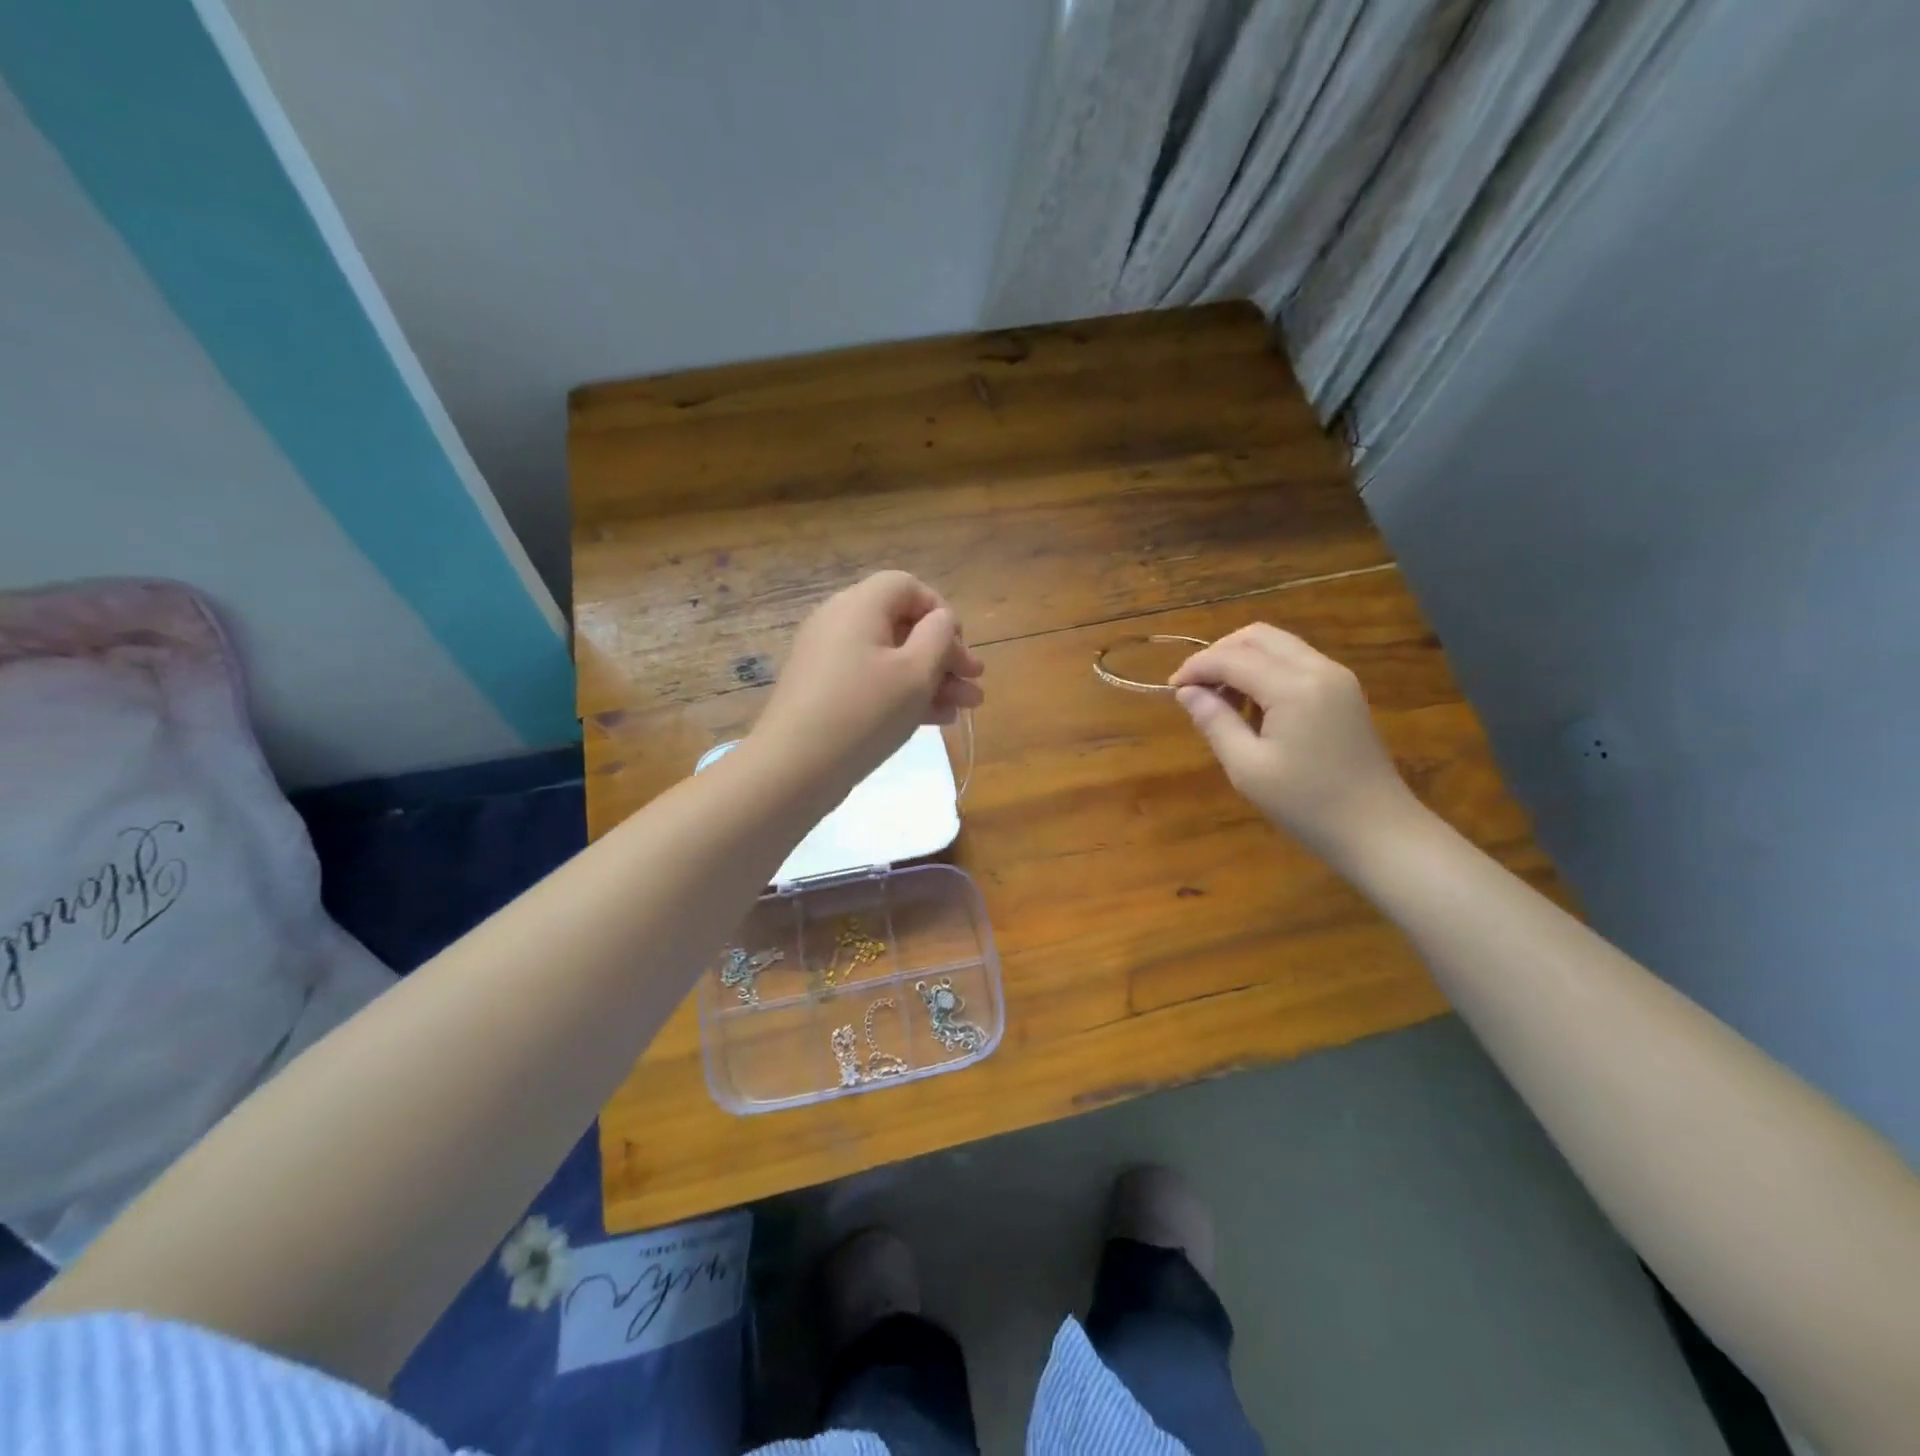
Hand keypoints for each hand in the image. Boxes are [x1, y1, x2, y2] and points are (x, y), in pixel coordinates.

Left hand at [748, 571, 984, 799]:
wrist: (794, 767)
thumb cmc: (864, 711)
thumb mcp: (916, 672)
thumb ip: (939, 636)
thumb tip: (941, 620)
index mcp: (859, 605)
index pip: (907, 587)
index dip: (940, 612)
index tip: (960, 649)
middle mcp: (839, 622)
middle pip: (902, 624)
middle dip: (944, 654)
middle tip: (974, 683)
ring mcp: (828, 658)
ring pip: (890, 657)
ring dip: (931, 678)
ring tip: (965, 708)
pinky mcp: (824, 691)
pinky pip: (872, 680)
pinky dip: (903, 693)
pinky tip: (935, 720)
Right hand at [1170, 624, 1419, 859]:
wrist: (1378, 830)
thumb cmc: (1307, 805)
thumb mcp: (1248, 768)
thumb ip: (1215, 722)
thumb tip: (1187, 692)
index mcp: (1294, 687)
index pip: (1233, 658)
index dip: (1197, 667)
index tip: (1172, 688)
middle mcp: (1318, 669)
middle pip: (1258, 637)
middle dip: (1220, 653)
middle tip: (1196, 687)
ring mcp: (1336, 678)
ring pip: (1278, 646)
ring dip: (1243, 661)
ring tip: (1222, 700)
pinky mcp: (1343, 692)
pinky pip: (1296, 663)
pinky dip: (1266, 672)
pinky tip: (1253, 707)